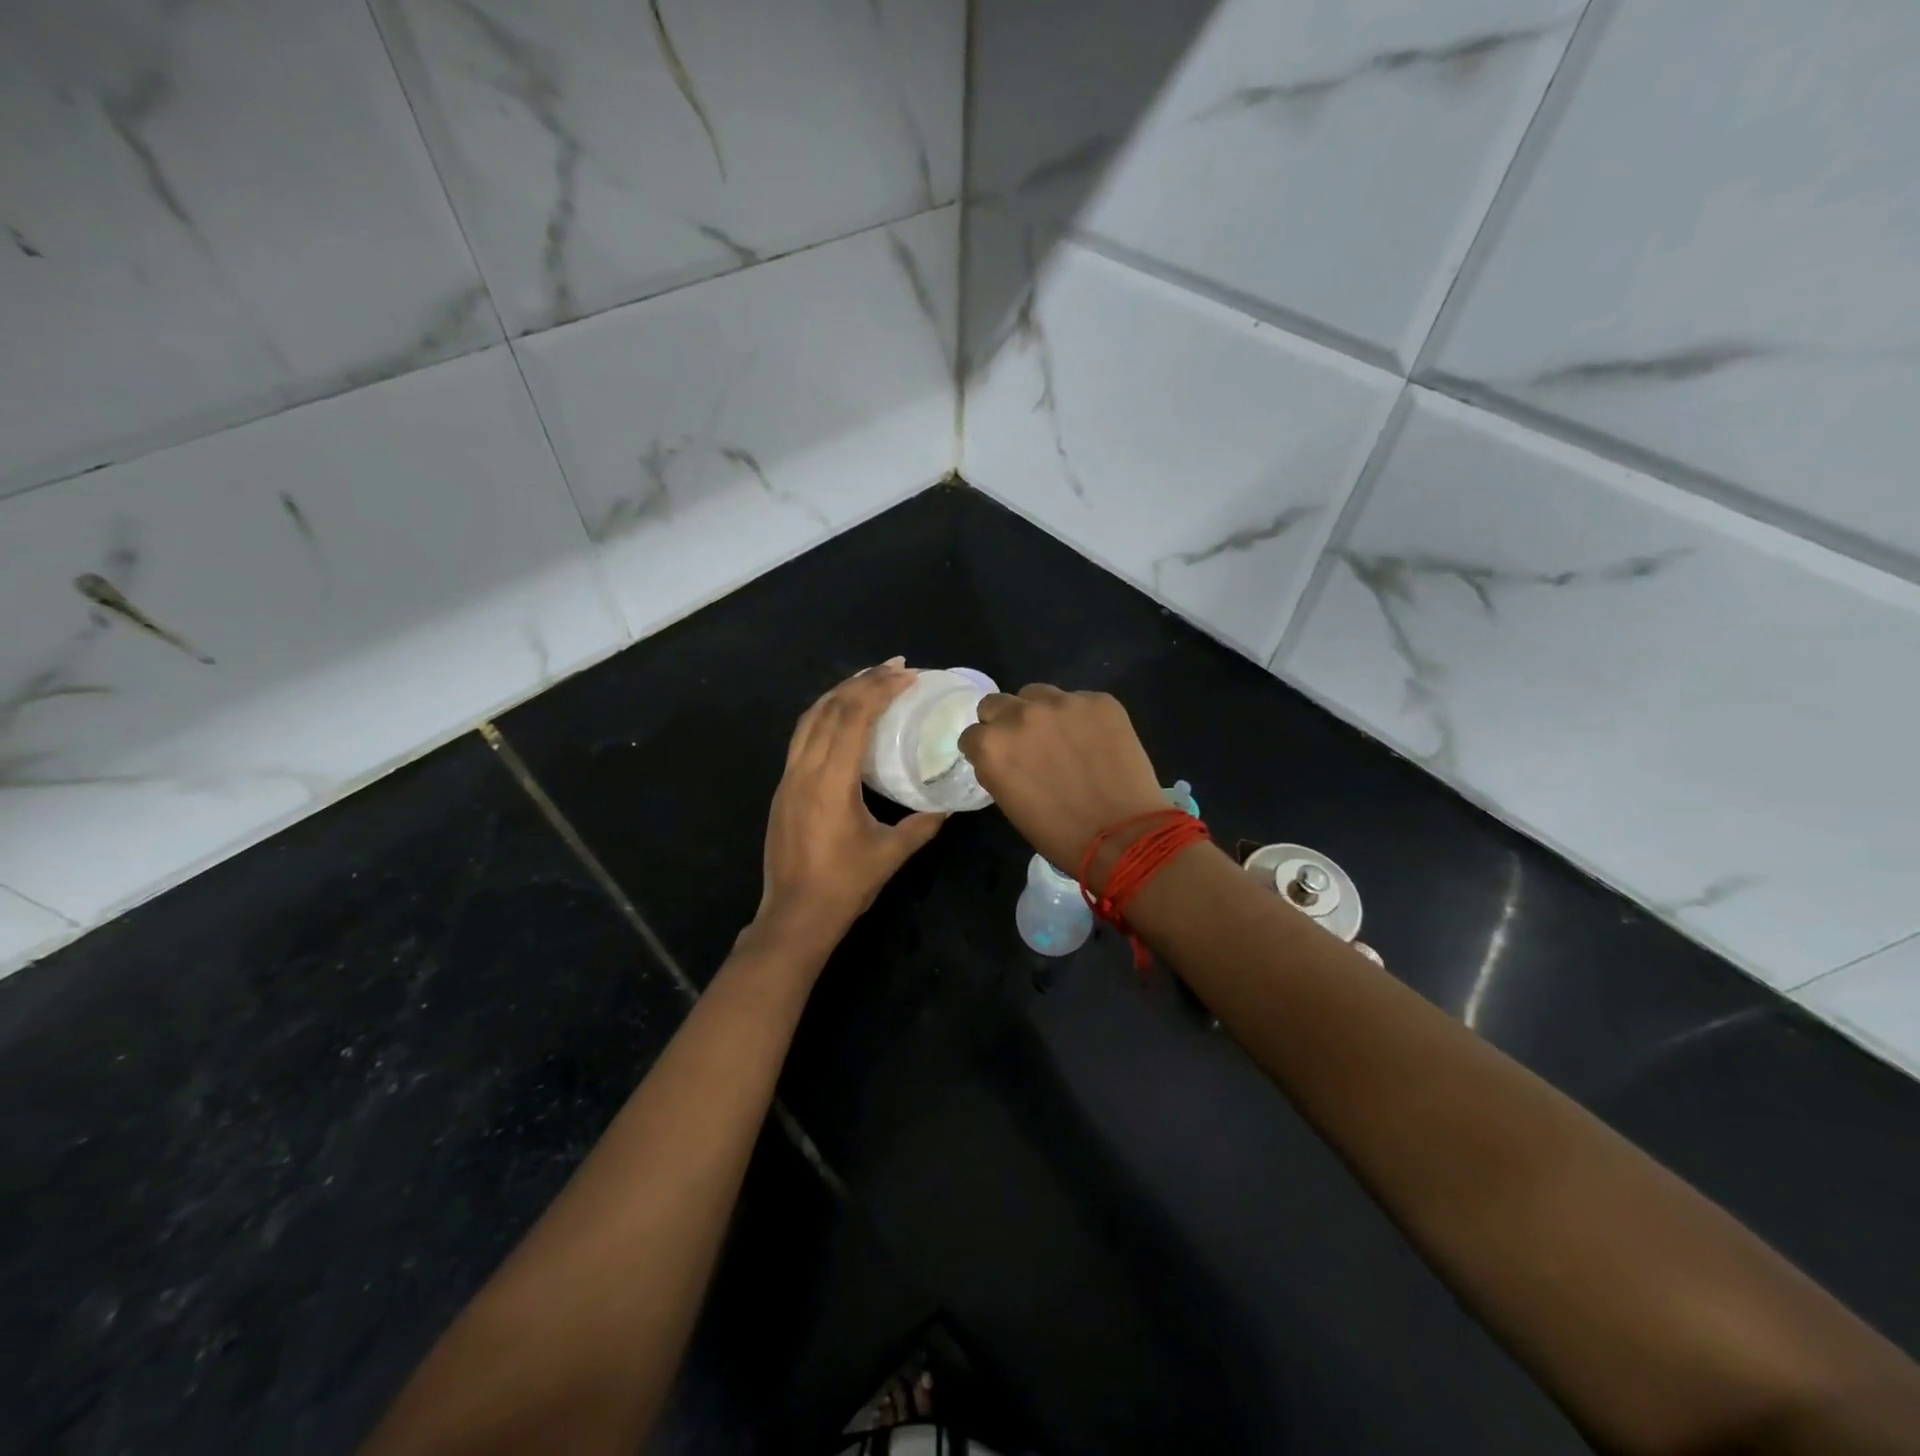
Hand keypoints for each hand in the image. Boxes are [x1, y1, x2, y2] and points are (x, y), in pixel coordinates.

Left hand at [751, 659, 946, 954]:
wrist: (794, 916)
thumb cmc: (845, 885)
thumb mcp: (891, 853)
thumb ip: (922, 824)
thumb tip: (947, 805)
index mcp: (831, 782)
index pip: (853, 717)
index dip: (881, 689)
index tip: (908, 675)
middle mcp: (804, 770)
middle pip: (830, 708)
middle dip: (863, 680)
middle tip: (896, 667)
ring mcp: (789, 778)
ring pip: (810, 718)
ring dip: (840, 692)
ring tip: (869, 679)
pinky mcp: (783, 789)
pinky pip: (802, 737)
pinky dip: (824, 715)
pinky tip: (842, 717)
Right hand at [958, 684, 1166, 886]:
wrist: (1124, 836)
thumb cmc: (1060, 835)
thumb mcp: (1010, 804)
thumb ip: (998, 769)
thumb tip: (1004, 756)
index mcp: (992, 745)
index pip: (972, 734)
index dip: (985, 749)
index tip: (1001, 761)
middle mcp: (1020, 715)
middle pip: (997, 703)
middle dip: (1005, 722)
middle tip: (1027, 745)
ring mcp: (1062, 702)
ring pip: (1037, 694)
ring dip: (1041, 712)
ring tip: (1063, 738)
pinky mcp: (1099, 700)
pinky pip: (1079, 701)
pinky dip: (1082, 718)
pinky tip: (1096, 741)